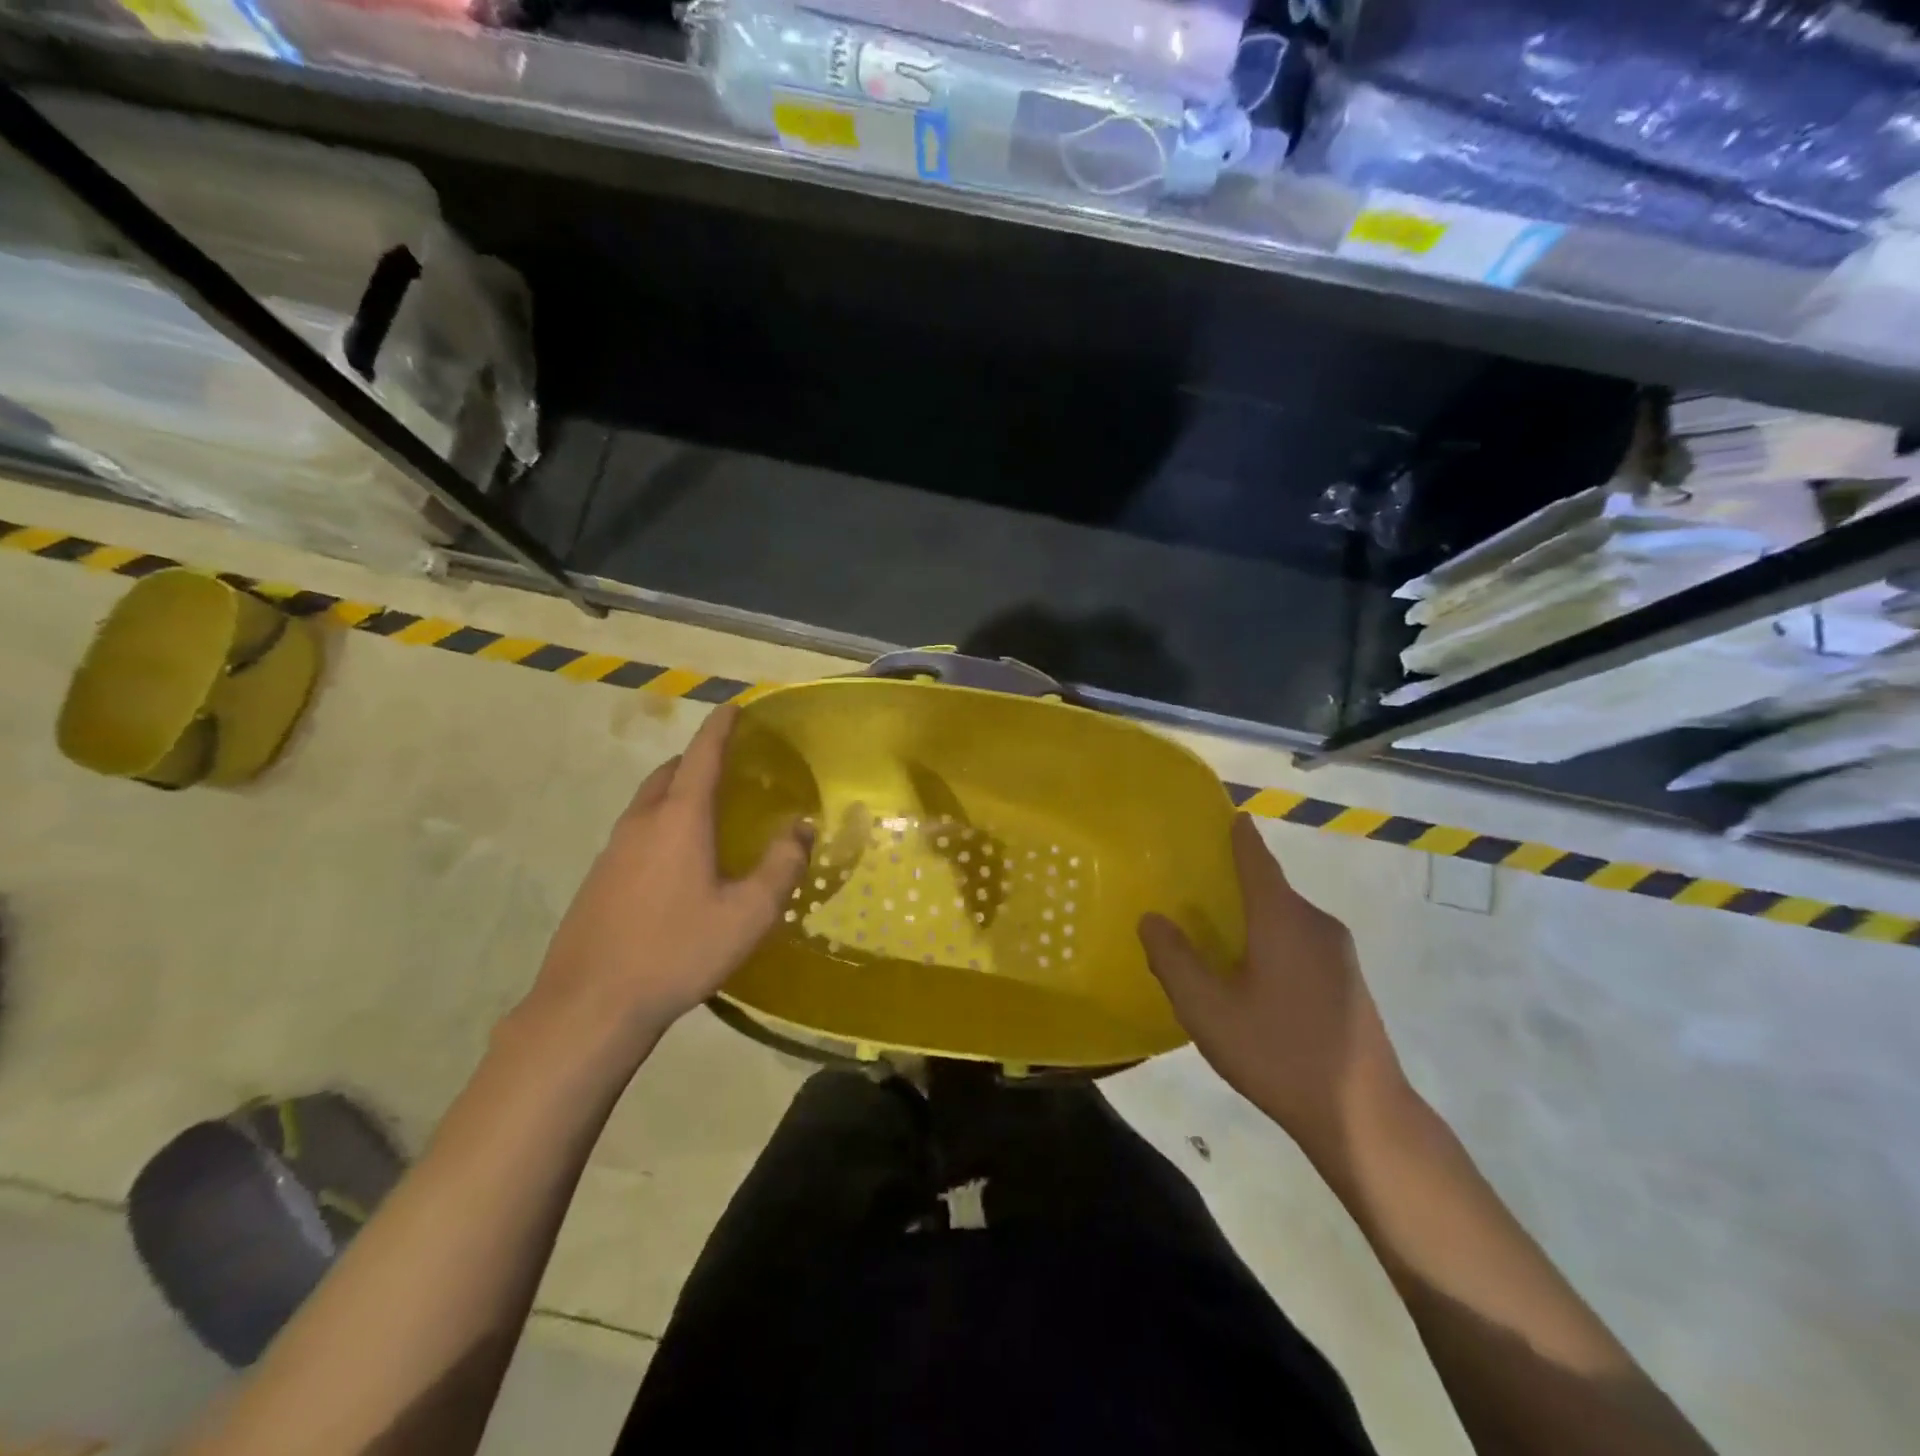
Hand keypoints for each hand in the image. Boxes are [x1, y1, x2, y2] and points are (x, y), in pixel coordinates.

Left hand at [518, 705, 810, 1072]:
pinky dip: (661, 824)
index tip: (734, 707)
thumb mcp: (748, 913)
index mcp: (679, 819)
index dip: (720, 727)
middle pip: (669, 772)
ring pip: (648, 802)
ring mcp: (613, 850)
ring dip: (676, 792)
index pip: (702, 755)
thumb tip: (801, 828)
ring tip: (708, 812)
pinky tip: (678, 862)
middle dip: (698, 759)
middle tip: (729, 767)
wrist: (591, 1004)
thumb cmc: (678, 950)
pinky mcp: (598, 878)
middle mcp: (642, 823)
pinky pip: (636, 832)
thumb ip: (781, 866)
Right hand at [1139, 814, 1411, 1169]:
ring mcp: (1339, 952)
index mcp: (1282, 918)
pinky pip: (1301, 940)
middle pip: (1271, 887)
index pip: (1256, 859)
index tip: (1225, 815)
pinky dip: (1273, 939)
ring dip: (1254, 915)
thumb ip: (1174, 960)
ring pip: (1286, 917)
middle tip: (1195, 886)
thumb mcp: (1208, 1009)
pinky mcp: (1348, 980)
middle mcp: (1315, 923)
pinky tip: (1253, 973)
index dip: (1238, 836)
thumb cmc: (1278, 1052)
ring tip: (1216, 931)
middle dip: (1236, 881)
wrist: (1364, 1116)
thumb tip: (1153, 919)